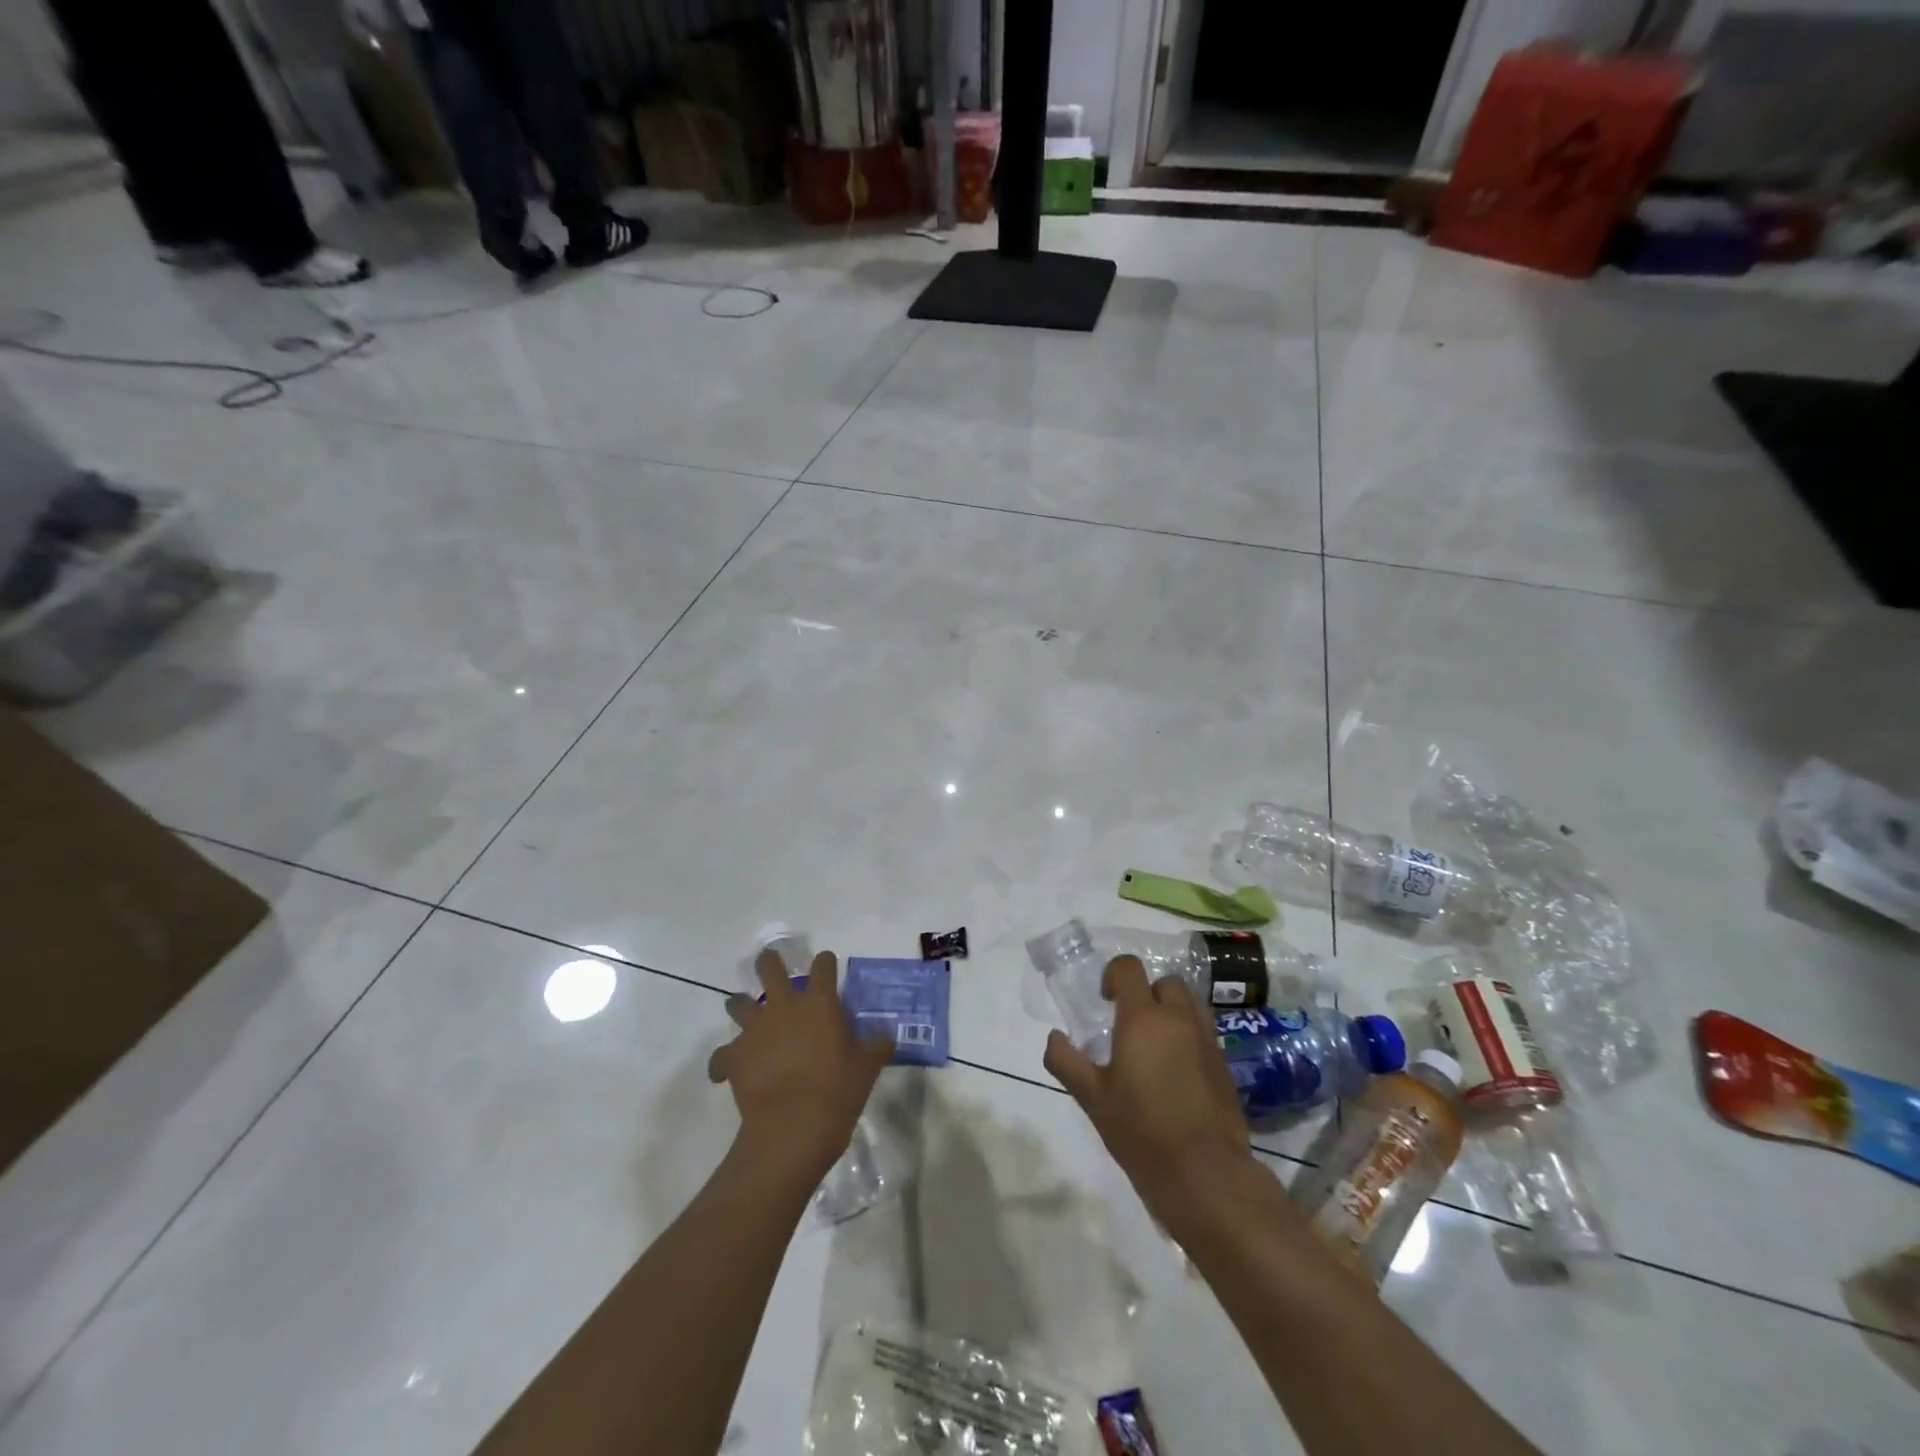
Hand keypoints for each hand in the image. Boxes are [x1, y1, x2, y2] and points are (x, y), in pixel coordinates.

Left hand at [708, 949, 892, 1181]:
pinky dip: (723, 1060)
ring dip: (740, 1005)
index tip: (826, 964)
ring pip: (738, 1003)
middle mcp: (785, 1006)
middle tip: (770, 964)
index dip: (825, 962)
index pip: (823, 966)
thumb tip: (885, 1033)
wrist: (794, 1126)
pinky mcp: (734, 1057)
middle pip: (770, 968)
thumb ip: (877, 1045)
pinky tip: (726, 1070)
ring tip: (744, 1011)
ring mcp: (756, 1029)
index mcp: (820, 1002)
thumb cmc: (838, 1091)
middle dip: (769, 962)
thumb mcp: (868, 1067)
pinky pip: (720, 1055)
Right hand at [1044, 956, 1251, 1221]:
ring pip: (1191, 1004)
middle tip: (1130, 1024)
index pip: (1129, 968)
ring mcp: (1207, 1041)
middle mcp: (1178, 1019)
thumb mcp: (1093, 1099)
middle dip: (1147, 993)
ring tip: (1155, 1045)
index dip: (1114, 975)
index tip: (1104, 1001)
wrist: (1206, 1174)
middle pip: (1166, 982)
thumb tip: (1054, 1037)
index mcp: (1143, 1019)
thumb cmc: (1141, 1132)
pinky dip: (1189, 1037)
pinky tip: (1176, 1073)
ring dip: (1172, 1011)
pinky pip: (1205, 1033)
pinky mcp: (1225, 1065)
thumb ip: (1067, 1062)